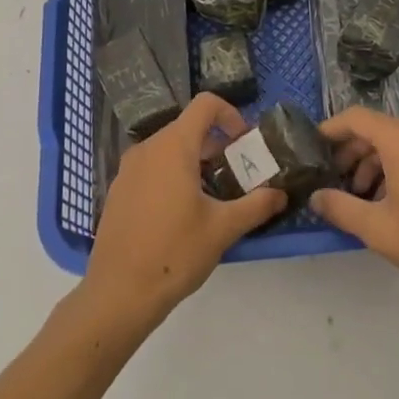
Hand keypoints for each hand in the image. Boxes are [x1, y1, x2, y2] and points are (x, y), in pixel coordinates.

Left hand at [83, 92, 286, 330]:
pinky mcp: (119, 189)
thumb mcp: (223, 229)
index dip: (230, 114)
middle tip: (235, 174)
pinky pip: (151, 167)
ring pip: (168, 148)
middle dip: (215, 144)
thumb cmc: (175, 253)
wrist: (118, 293)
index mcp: (174, 146)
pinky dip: (171, 175)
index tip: (244, 143)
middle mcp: (148, 147)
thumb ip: (256, 205)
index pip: (205, 104)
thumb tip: (281, 194)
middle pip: (188, 127)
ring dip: (194, 161)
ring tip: (211, 196)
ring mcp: (129, 168)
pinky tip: (180, 213)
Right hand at [310, 106, 398, 311]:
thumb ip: (341, 209)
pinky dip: (395, 167)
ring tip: (361, 197)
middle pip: (376, 129)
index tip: (312, 147)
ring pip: (396, 143)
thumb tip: (315, 197)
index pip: (356, 118)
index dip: (331, 128)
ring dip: (373, 162)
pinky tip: (391, 202)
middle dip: (351, 151)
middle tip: (334, 180)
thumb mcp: (379, 230)